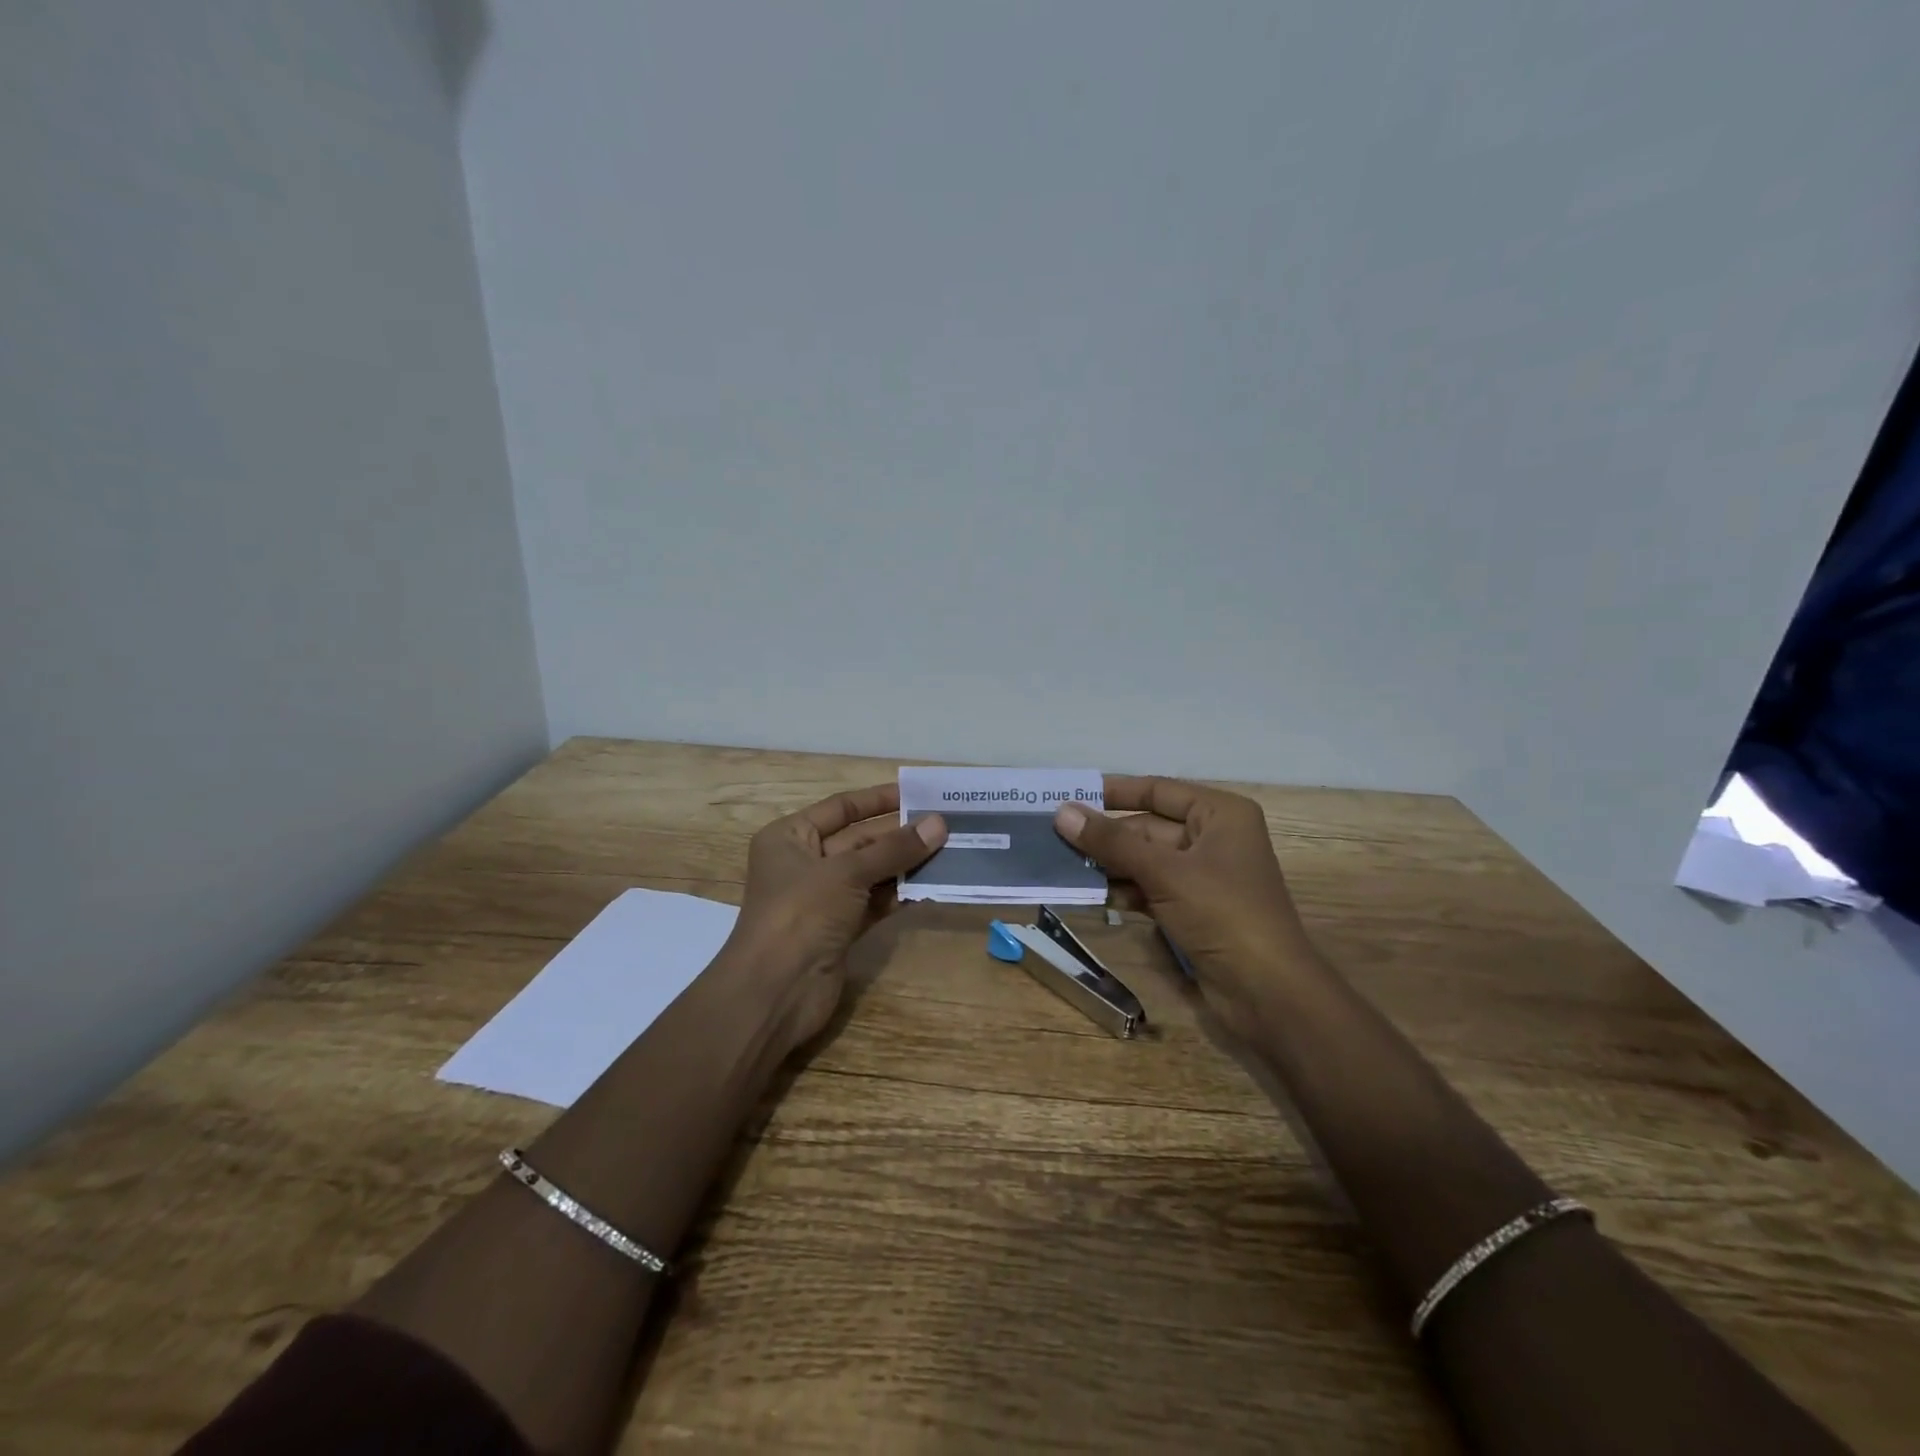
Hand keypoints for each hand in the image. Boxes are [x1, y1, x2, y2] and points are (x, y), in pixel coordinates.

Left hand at [726, 783, 946, 1052]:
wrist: (775, 991)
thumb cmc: (801, 913)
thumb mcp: (848, 872)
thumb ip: (894, 848)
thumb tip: (939, 823)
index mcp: (790, 837)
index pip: (840, 808)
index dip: (878, 800)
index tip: (918, 795)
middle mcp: (804, 863)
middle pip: (859, 841)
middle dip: (899, 835)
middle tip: (946, 826)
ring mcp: (822, 899)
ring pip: (870, 873)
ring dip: (905, 865)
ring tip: (949, 852)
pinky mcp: (839, 930)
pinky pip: (874, 903)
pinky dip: (899, 895)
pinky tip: (932, 886)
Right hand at [1054, 776, 1320, 1040]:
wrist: (1268, 992)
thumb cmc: (1223, 914)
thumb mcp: (1164, 872)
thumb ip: (1111, 842)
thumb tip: (1062, 812)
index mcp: (1220, 814)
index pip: (1158, 790)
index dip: (1114, 792)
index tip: (1071, 794)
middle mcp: (1213, 838)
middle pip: (1147, 828)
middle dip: (1104, 836)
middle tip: (1053, 836)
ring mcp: (1203, 877)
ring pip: (1144, 861)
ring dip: (1107, 865)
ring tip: (1059, 865)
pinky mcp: (1193, 910)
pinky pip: (1149, 889)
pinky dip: (1122, 891)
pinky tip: (1087, 894)